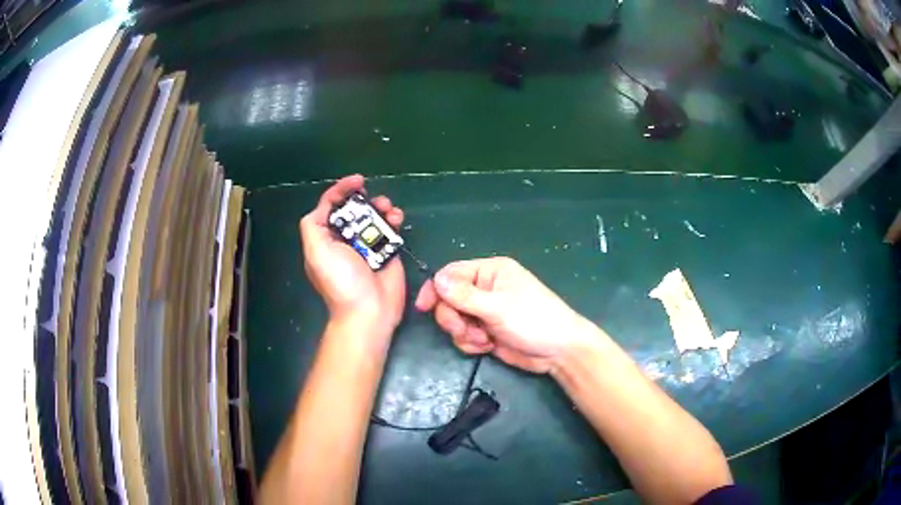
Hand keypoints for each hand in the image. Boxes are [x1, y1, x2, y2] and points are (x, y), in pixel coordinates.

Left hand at [299, 175, 405, 342]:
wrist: (369, 312)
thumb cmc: (341, 282)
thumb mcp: (316, 252)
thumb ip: (313, 225)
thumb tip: (326, 205)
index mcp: (325, 238)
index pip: (330, 206)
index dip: (341, 190)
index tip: (358, 182)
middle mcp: (345, 239)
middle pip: (354, 209)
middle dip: (365, 199)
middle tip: (375, 200)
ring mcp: (367, 245)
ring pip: (374, 216)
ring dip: (382, 207)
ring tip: (389, 210)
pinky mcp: (387, 251)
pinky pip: (390, 229)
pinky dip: (394, 220)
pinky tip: (397, 219)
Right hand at [415, 257, 590, 372]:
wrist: (558, 352)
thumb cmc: (533, 320)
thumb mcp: (498, 306)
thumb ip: (464, 295)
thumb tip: (436, 279)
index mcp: (490, 271)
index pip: (452, 274)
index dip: (436, 289)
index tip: (424, 307)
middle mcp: (485, 288)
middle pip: (448, 299)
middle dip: (453, 317)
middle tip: (465, 329)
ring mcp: (485, 311)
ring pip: (454, 320)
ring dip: (464, 333)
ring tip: (483, 340)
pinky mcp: (486, 332)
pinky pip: (464, 336)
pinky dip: (471, 343)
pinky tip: (487, 346)